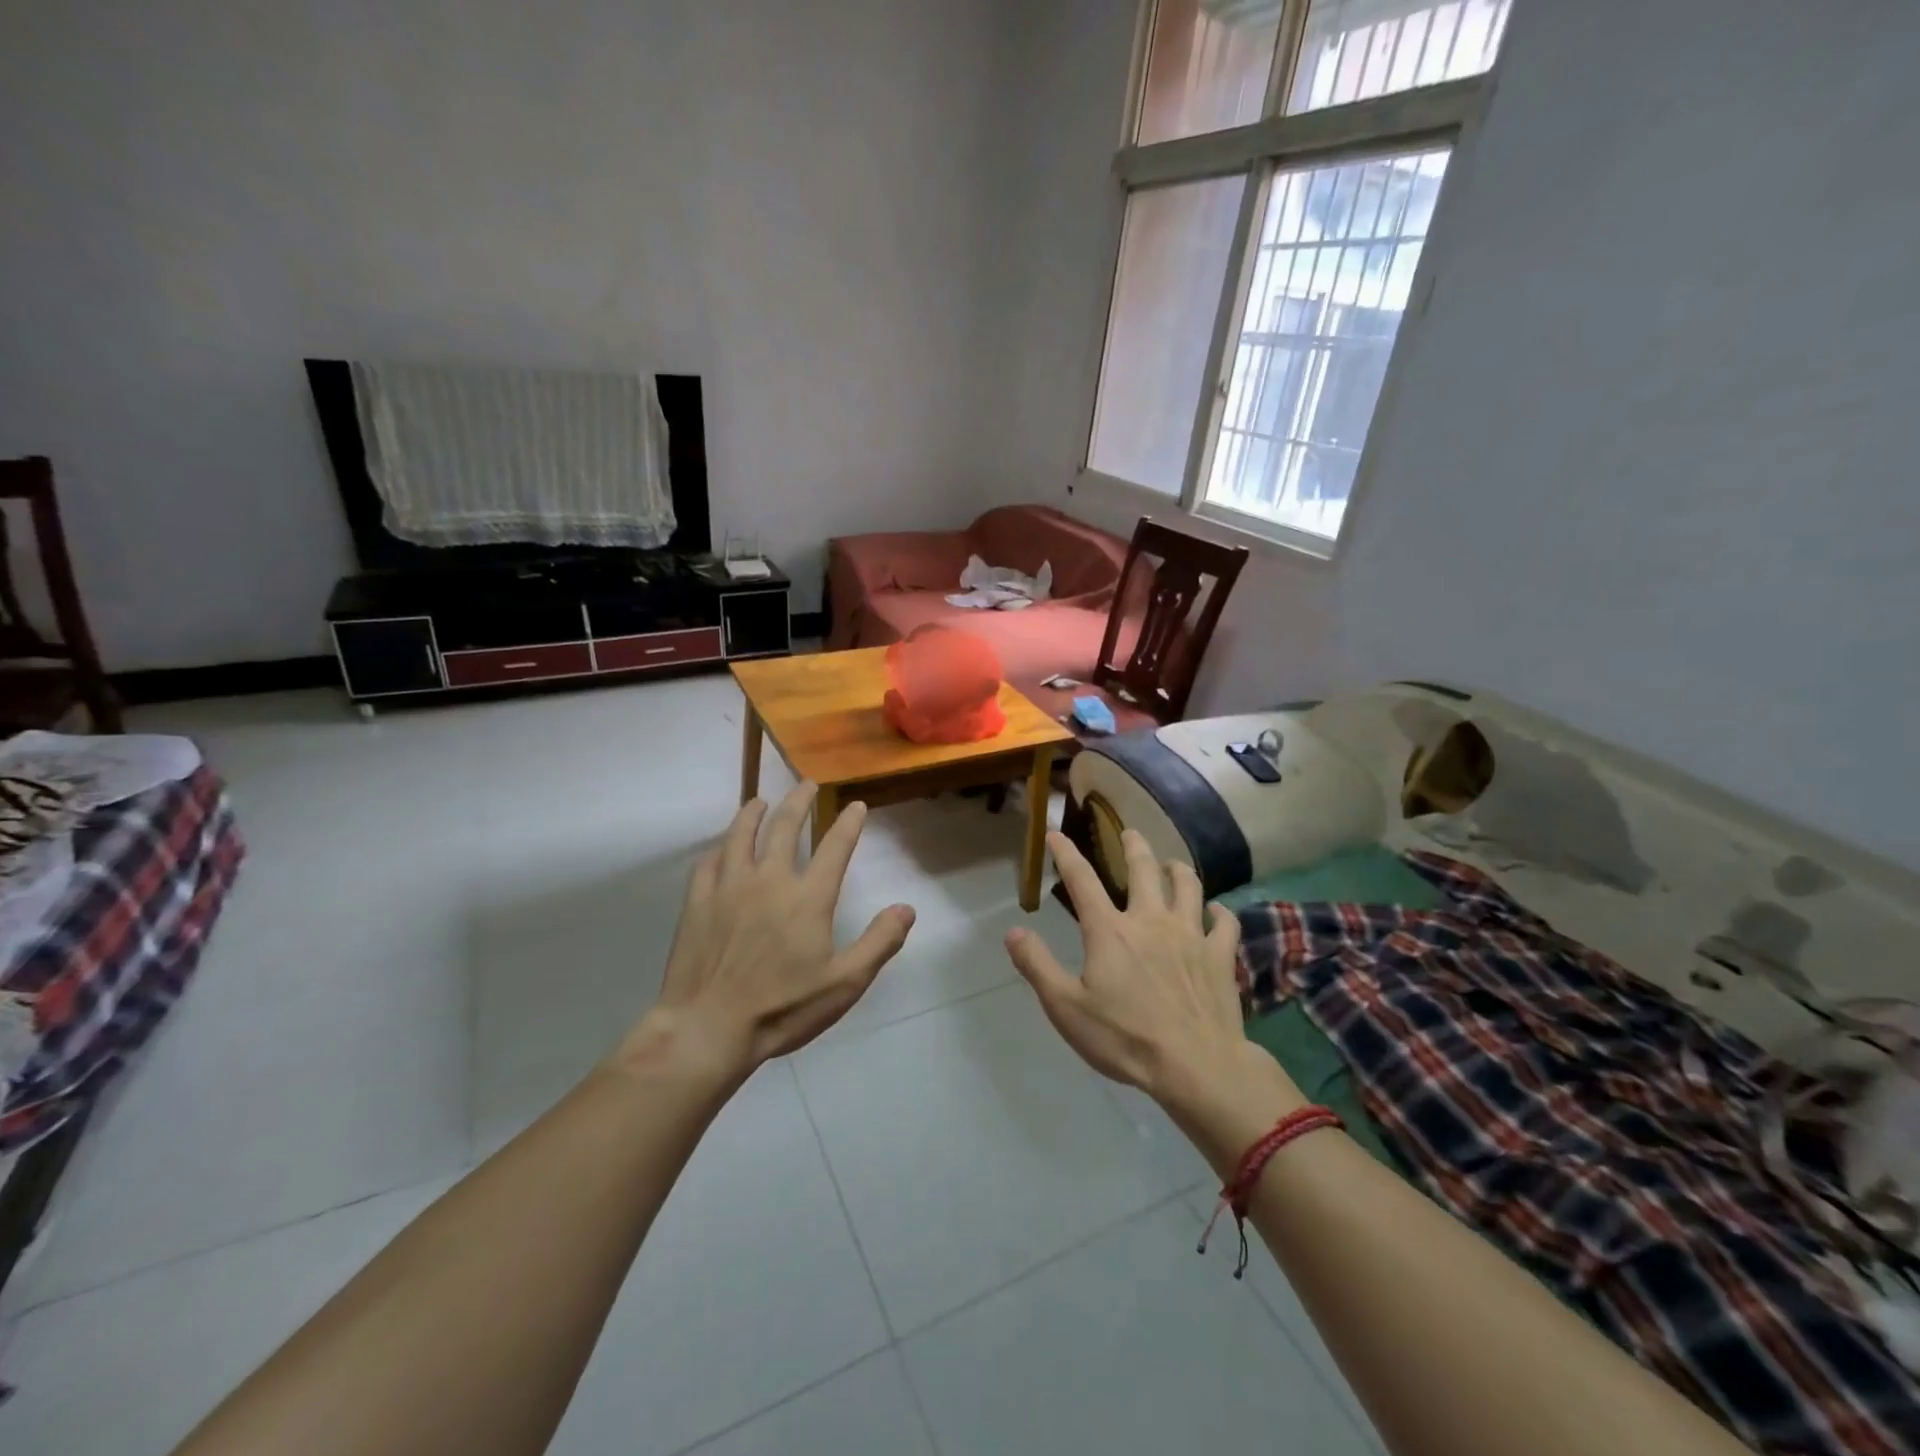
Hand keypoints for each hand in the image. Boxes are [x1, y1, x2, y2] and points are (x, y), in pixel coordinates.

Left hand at [627, 783, 915, 1080]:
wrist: (709, 1028)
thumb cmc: (783, 1008)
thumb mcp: (845, 983)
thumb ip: (879, 942)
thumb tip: (907, 909)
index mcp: (808, 898)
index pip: (835, 847)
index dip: (848, 823)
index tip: (855, 805)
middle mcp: (769, 880)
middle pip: (784, 828)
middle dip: (799, 802)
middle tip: (806, 785)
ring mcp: (729, 888)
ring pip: (741, 836)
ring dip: (753, 813)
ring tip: (759, 800)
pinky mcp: (698, 902)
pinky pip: (708, 863)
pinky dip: (719, 848)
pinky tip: (721, 847)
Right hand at [1006, 829, 1301, 1131]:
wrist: (1195, 1065)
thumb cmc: (1124, 1038)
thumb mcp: (1065, 1007)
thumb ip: (1037, 966)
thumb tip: (1013, 931)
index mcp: (1110, 930)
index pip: (1081, 880)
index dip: (1065, 853)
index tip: (1055, 833)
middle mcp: (1151, 920)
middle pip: (1144, 868)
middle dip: (1133, 845)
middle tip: (1130, 833)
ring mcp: (1191, 935)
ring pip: (1189, 885)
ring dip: (1178, 869)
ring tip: (1172, 863)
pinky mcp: (1221, 956)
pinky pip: (1225, 922)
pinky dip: (1219, 912)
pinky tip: (1216, 912)